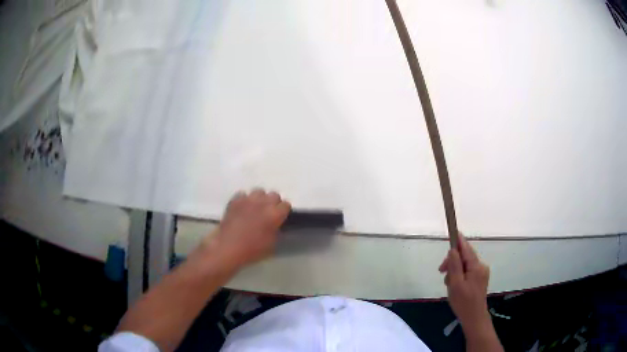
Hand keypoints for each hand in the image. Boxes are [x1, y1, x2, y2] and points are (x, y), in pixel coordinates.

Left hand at [204, 189, 290, 267]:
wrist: (228, 247)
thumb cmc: (252, 250)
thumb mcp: (272, 243)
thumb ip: (276, 229)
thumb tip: (276, 223)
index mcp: (275, 214)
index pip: (286, 205)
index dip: (283, 212)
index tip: (280, 218)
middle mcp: (263, 203)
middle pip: (274, 195)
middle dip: (273, 203)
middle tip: (269, 213)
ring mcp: (248, 199)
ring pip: (259, 192)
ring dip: (260, 199)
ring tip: (255, 208)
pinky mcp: (235, 200)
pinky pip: (243, 194)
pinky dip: (244, 200)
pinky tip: (242, 208)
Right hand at [439, 233, 490, 331]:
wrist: (474, 317)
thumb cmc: (463, 302)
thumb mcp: (456, 284)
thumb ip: (454, 266)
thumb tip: (453, 250)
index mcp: (476, 266)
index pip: (466, 248)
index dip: (459, 240)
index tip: (452, 231)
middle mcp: (481, 266)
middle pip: (465, 256)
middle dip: (452, 261)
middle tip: (441, 271)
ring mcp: (481, 273)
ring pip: (465, 264)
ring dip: (455, 270)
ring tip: (448, 283)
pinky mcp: (479, 279)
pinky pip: (467, 271)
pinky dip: (459, 275)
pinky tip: (454, 285)